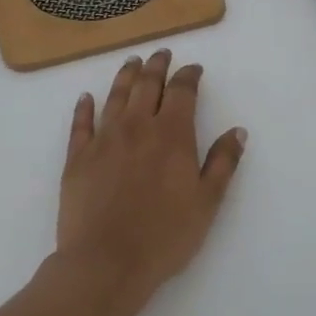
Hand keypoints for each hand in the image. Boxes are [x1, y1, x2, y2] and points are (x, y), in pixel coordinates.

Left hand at [53, 49, 245, 311]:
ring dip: (125, 76)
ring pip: (115, 96)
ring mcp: (103, 139)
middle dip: (157, 66)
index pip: (181, 91)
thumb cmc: (164, 236)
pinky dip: (84, 107)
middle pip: (147, 85)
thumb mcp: (207, 202)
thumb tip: (237, 131)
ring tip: (132, 62)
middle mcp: (137, 126)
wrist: (106, 262)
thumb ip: (223, 163)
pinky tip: (85, 98)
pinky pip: (80, 123)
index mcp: (171, 134)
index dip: (188, 75)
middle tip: (161, 53)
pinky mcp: (77, 157)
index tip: (193, 68)